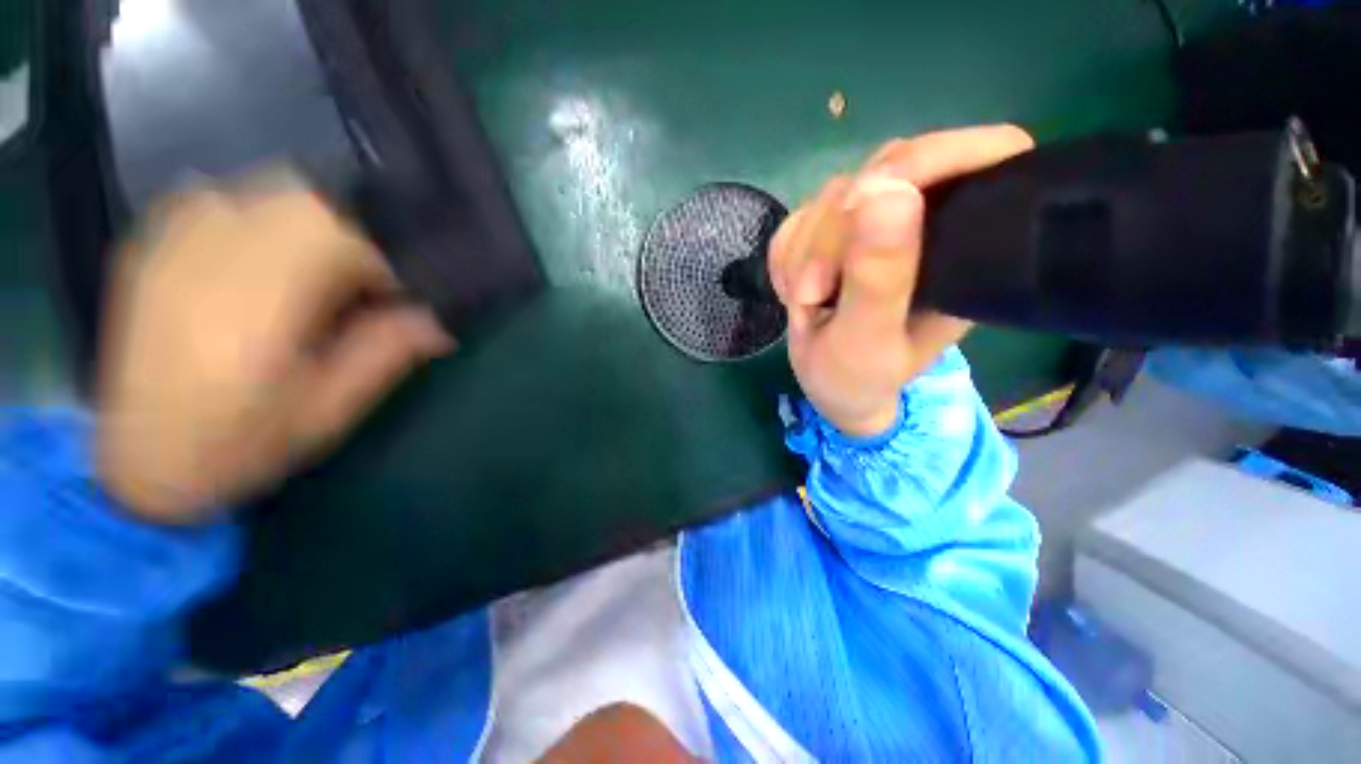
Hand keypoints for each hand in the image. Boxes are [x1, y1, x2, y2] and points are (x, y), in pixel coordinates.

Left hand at [97, 174, 453, 524]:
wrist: (138, 461)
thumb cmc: (241, 444)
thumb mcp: (331, 409)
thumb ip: (387, 353)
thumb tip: (442, 318)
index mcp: (253, 306)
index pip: (342, 238)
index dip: (388, 260)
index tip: (401, 295)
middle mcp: (207, 255)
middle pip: (306, 200)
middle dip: (356, 235)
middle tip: (364, 285)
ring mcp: (172, 239)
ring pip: (269, 188)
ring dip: (315, 223)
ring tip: (319, 273)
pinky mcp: (154, 240)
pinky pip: (228, 196)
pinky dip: (267, 218)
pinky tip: (268, 260)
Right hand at [770, 125, 1034, 436]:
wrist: (830, 387)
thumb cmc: (858, 377)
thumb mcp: (867, 339)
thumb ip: (878, 276)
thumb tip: (884, 188)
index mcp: (967, 249)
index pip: (987, 154)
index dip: (929, 160)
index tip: (864, 204)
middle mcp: (929, 225)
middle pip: (883, 172)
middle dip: (831, 235)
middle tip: (812, 292)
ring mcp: (877, 226)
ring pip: (831, 196)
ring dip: (801, 253)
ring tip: (804, 302)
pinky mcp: (837, 234)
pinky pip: (800, 219)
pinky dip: (785, 257)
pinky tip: (794, 291)